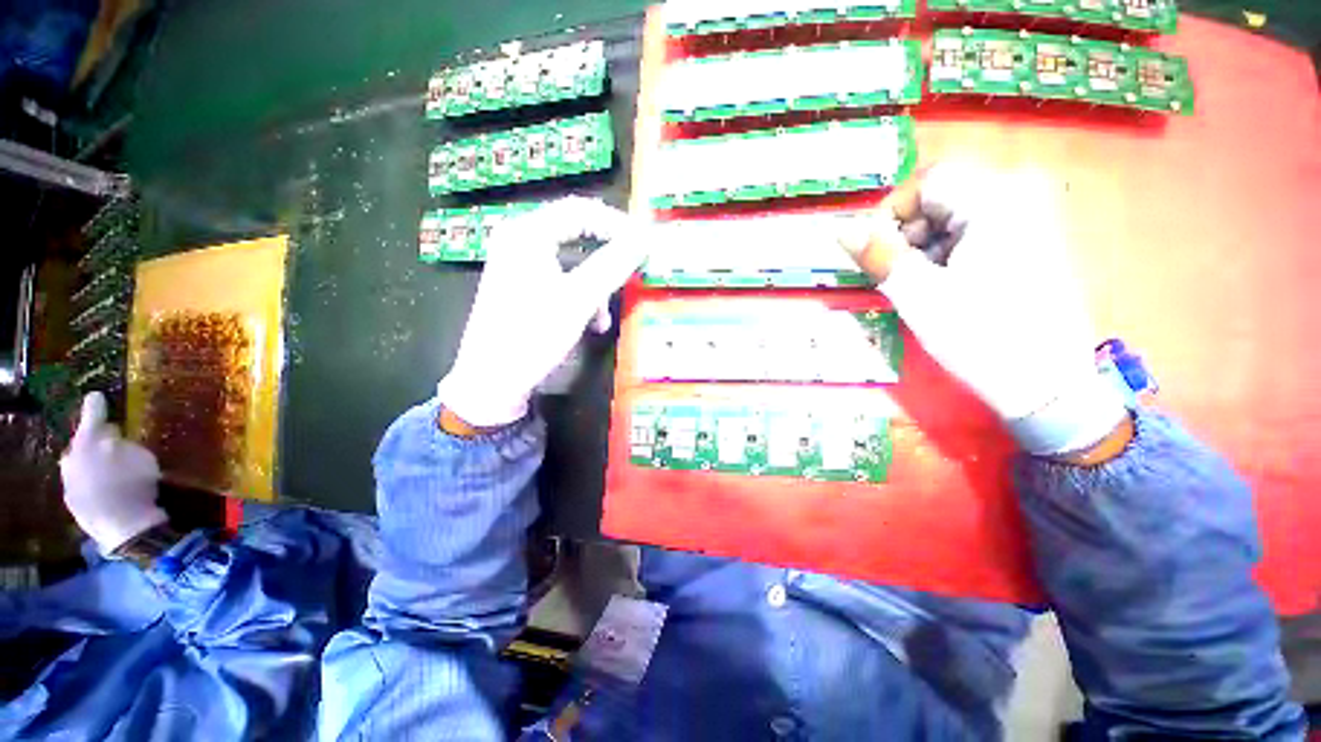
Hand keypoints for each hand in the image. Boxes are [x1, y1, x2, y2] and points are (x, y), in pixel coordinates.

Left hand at [60, 393, 167, 552]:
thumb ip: (125, 443)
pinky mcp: (74, 501)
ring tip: (108, 464)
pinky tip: (107, 486)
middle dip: (95, 440)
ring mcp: (69, 481)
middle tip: (110, 439)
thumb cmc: (135, 484)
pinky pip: (83, 482)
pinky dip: (94, 479)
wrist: (124, 526)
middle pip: (83, 442)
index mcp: (87, 441)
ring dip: (93, 460)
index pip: (92, 415)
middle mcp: (72, 457)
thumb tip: (115, 436)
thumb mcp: (141, 457)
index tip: (96, 396)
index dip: (96, 406)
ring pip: (80, 463)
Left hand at [438, 197, 650, 428]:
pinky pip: (561, 279)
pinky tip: (590, 323)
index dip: (618, 224)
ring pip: (572, 261)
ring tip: (606, 315)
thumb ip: (614, 264)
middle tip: (633, 269)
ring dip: (596, 285)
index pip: (581, 210)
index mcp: (527, 233)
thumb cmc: (533, 335)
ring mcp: (518, 264)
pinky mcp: (521, 286)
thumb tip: (644, 239)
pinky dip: (581, 296)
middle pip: (576, 233)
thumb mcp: (580, 299)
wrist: (492, 382)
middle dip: (608, 256)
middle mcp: (520, 240)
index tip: (645, 245)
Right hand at [839, 164, 1128, 457]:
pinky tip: (943, 286)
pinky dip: (946, 253)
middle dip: (906, 233)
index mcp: (996, 200)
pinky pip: (973, 231)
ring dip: (922, 247)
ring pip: (954, 216)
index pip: (926, 181)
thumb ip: (878, 256)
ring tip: (917, 286)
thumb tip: (841, 229)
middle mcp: (1018, 195)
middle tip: (893, 274)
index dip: (888, 213)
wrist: (1049, 384)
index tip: (871, 251)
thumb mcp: (918, 295)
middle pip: (941, 196)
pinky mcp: (1031, 240)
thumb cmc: (981, 336)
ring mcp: (1030, 217)